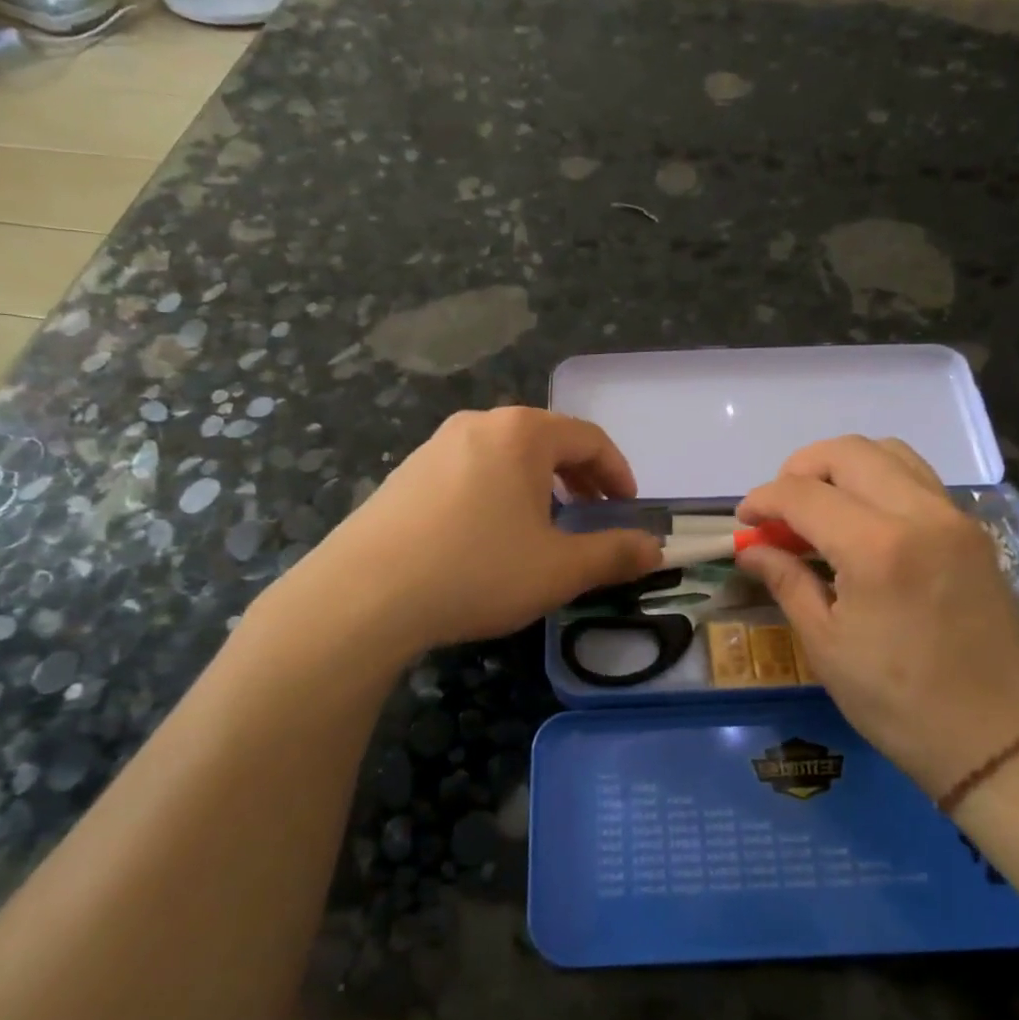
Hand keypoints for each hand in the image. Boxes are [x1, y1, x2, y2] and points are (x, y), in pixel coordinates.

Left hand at [272, 408, 660, 654]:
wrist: (364, 594)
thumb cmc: (477, 570)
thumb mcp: (558, 569)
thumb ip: (614, 554)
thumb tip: (655, 548)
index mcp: (522, 433)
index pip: (589, 438)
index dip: (617, 473)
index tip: (627, 508)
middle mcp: (479, 425)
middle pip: (547, 440)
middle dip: (579, 477)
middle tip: (593, 516)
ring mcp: (436, 445)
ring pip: (506, 456)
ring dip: (538, 485)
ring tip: (544, 527)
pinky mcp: (406, 473)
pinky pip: (471, 471)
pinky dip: (498, 492)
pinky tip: (489, 535)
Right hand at [735, 437, 1018, 795]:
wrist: (1001, 740)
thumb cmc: (900, 704)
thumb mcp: (827, 646)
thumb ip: (787, 582)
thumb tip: (750, 549)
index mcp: (876, 547)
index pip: (803, 493)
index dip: (763, 500)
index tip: (744, 522)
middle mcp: (919, 514)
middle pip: (847, 452)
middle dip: (800, 469)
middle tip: (780, 510)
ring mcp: (953, 518)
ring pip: (889, 452)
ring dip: (843, 467)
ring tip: (820, 508)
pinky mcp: (973, 531)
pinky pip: (918, 478)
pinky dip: (879, 479)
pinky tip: (863, 522)